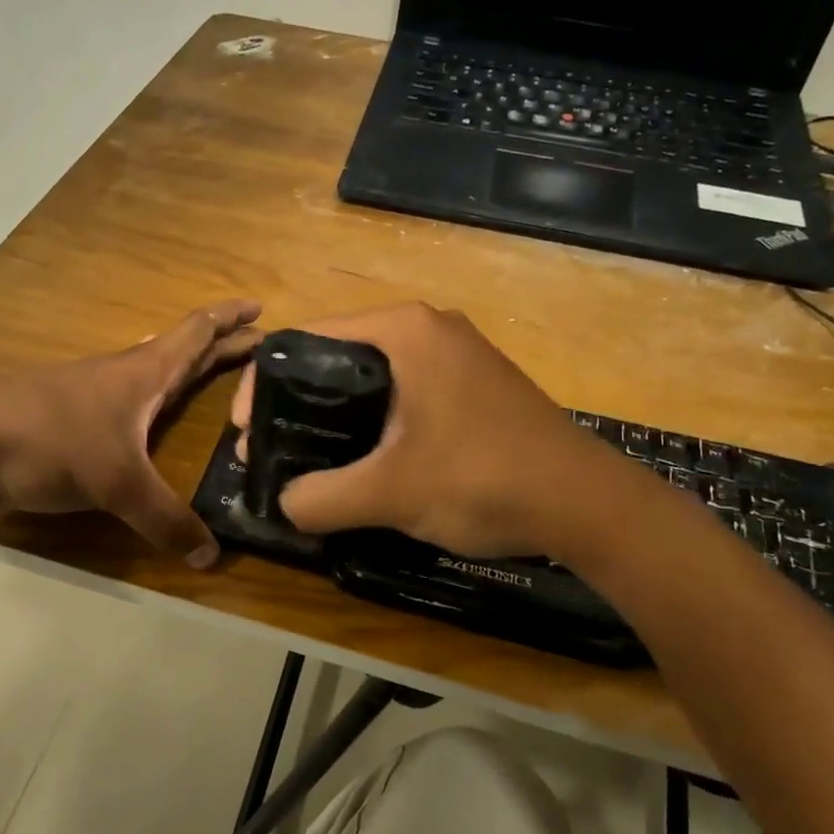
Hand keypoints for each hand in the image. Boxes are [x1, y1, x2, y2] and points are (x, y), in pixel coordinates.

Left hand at [0, 300, 261, 563]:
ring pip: (153, 374)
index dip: (231, 318)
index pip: (197, 332)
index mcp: (143, 373)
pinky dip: (155, 402)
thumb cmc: (50, 441)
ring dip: (187, 370)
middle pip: (182, 350)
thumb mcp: (117, 483)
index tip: (261, 307)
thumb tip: (212, 558)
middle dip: (222, 346)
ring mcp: (93, 397)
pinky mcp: (71, 423)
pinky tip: (154, 421)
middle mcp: (123, 376)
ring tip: (213, 376)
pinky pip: (129, 404)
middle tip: (259, 348)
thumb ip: (166, 520)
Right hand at [231, 302, 594, 557]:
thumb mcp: (390, 492)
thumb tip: (283, 504)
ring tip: (310, 464)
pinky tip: (366, 462)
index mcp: (403, 329)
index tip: (246, 433)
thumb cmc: (484, 479)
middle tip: (272, 453)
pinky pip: (402, 394)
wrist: (587, 504)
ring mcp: (455, 355)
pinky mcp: (472, 385)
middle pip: (335, 358)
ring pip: (370, 379)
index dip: (263, 386)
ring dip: (334, 418)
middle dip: (296, 405)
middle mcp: (427, 328)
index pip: (305, 340)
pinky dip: (373, 423)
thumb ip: (320, 498)